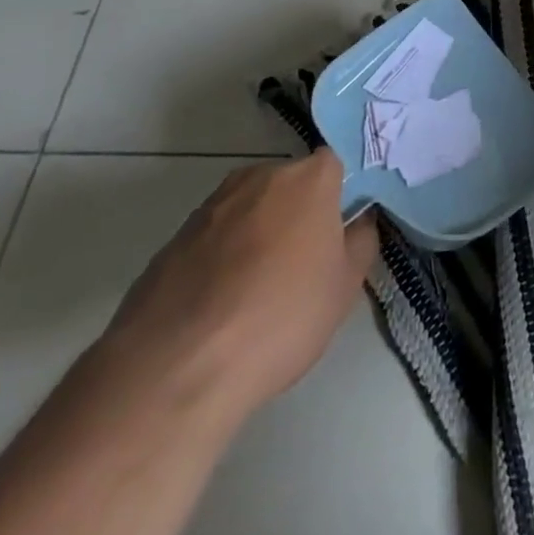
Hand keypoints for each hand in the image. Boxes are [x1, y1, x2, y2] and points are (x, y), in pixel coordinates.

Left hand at [96, 150, 377, 421]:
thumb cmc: (280, 318)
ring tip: (258, 292)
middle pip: (289, 185)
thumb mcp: (345, 287)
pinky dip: (222, 259)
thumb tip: (357, 222)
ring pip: (250, 211)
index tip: (339, 233)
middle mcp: (259, 176)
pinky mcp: (173, 238)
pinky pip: (214, 238)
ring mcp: (211, 205)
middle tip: (304, 264)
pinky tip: (221, 306)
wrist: (175, 368)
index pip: (334, 166)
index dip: (339, 197)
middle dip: (298, 214)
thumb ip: (361, 241)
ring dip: (259, 236)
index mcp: (308, 178)